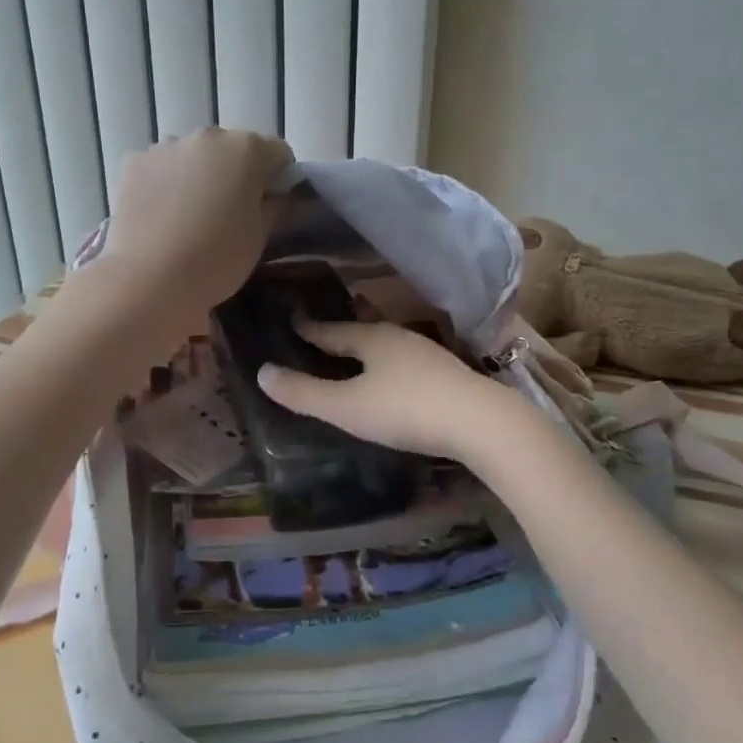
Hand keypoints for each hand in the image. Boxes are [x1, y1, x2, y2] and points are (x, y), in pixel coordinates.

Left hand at [103, 128, 293, 317]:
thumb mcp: (260, 236)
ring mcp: (166, 146)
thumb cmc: (217, 258)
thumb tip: (281, 196)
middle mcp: (207, 136)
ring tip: (192, 217)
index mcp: (247, 149)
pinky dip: (167, 183)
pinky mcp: (134, 162)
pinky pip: (162, 167)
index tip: (271, 207)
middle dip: (237, 174)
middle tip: (231, 214)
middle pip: (233, 149)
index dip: (280, 179)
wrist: (149, 278)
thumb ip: (277, 206)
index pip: (278, 153)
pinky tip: (163, 216)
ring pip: (195, 156)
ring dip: (200, 175)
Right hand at [256, 320, 523, 460]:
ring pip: (388, 346)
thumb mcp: (346, 407)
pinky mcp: (448, 374)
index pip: (332, 330)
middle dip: (341, 333)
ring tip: (355, 354)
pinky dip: (390, 365)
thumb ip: (304, 393)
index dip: (309, 329)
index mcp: (371, 338)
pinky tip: (394, 378)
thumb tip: (262, 372)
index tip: (293, 319)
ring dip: (368, 348)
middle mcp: (399, 338)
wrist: (479, 423)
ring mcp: (428, 354)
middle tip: (321, 333)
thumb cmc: (404, 409)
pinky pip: (407, 362)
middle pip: (362, 332)